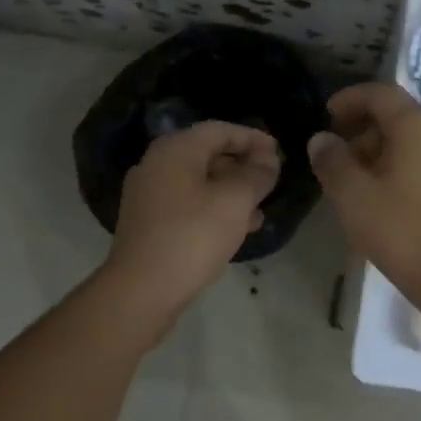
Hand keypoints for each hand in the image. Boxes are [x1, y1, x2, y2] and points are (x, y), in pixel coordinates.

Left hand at [106, 121, 280, 314]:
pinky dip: (215, 208)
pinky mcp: (151, 224)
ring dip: (232, 190)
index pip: (220, 130)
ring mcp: (150, 196)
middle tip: (272, 179)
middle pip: (208, 154)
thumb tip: (268, 159)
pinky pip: (190, 204)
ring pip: (201, 182)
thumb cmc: (193, 235)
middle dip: (243, 164)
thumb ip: (257, 174)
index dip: (252, 137)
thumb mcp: (236, 201)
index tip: (279, 152)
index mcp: (175, 150)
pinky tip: (239, 228)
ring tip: (261, 206)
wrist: (142, 291)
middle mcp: (158, 165)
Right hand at [308, 83, 420, 327]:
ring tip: (359, 182)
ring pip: (415, 142)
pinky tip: (388, 197)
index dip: (349, 99)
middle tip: (338, 158)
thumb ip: (333, 162)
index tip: (327, 115)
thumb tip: (321, 139)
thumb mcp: (354, 198)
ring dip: (383, 152)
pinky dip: (405, 167)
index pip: (379, 94)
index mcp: (418, 126)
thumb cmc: (404, 233)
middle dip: (364, 132)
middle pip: (398, 118)